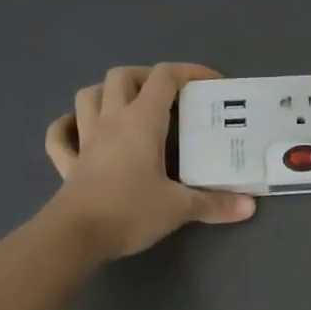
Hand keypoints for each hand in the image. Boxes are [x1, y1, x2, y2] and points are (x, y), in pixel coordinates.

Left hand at [43, 63, 256, 261]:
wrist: (75, 237)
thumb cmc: (130, 211)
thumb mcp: (180, 207)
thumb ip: (215, 204)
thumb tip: (249, 206)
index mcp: (141, 121)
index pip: (164, 78)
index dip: (190, 72)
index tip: (213, 85)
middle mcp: (111, 121)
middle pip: (122, 77)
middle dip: (146, 77)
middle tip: (170, 96)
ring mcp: (85, 140)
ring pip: (88, 96)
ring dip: (107, 93)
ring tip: (129, 106)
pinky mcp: (68, 164)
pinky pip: (60, 135)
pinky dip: (69, 126)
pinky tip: (79, 130)